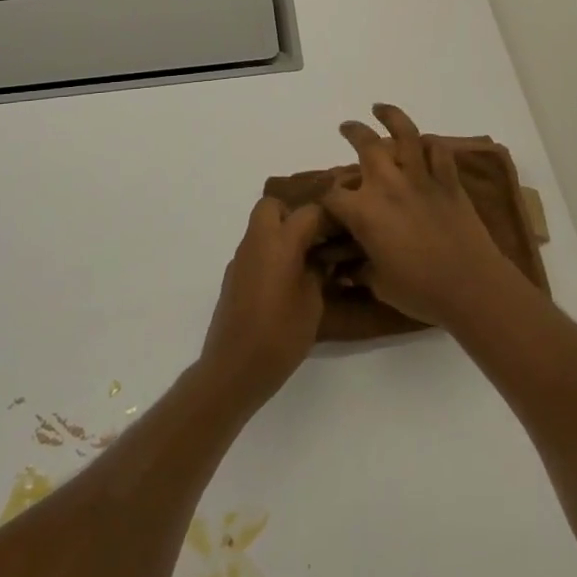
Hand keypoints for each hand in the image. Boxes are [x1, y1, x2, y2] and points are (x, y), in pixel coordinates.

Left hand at [200, 196, 326, 408]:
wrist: (233, 369)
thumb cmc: (280, 335)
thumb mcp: (313, 303)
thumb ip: (319, 272)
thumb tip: (322, 259)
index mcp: (280, 242)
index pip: (308, 211)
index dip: (329, 217)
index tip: (344, 231)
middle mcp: (256, 242)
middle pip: (273, 206)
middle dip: (294, 214)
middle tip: (316, 239)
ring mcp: (240, 259)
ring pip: (261, 228)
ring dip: (281, 234)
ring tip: (305, 262)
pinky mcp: (232, 278)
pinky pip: (254, 251)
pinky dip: (270, 255)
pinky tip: (285, 283)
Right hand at [319, 103, 510, 329]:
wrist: (471, 286)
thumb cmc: (420, 291)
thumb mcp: (379, 284)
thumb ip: (359, 270)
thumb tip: (344, 269)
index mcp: (365, 212)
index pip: (333, 195)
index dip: (326, 197)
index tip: (327, 201)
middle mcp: (388, 185)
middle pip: (366, 146)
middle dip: (353, 132)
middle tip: (347, 128)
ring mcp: (421, 179)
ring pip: (405, 134)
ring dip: (390, 117)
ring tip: (380, 109)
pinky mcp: (448, 181)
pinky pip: (438, 151)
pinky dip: (430, 143)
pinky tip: (424, 141)